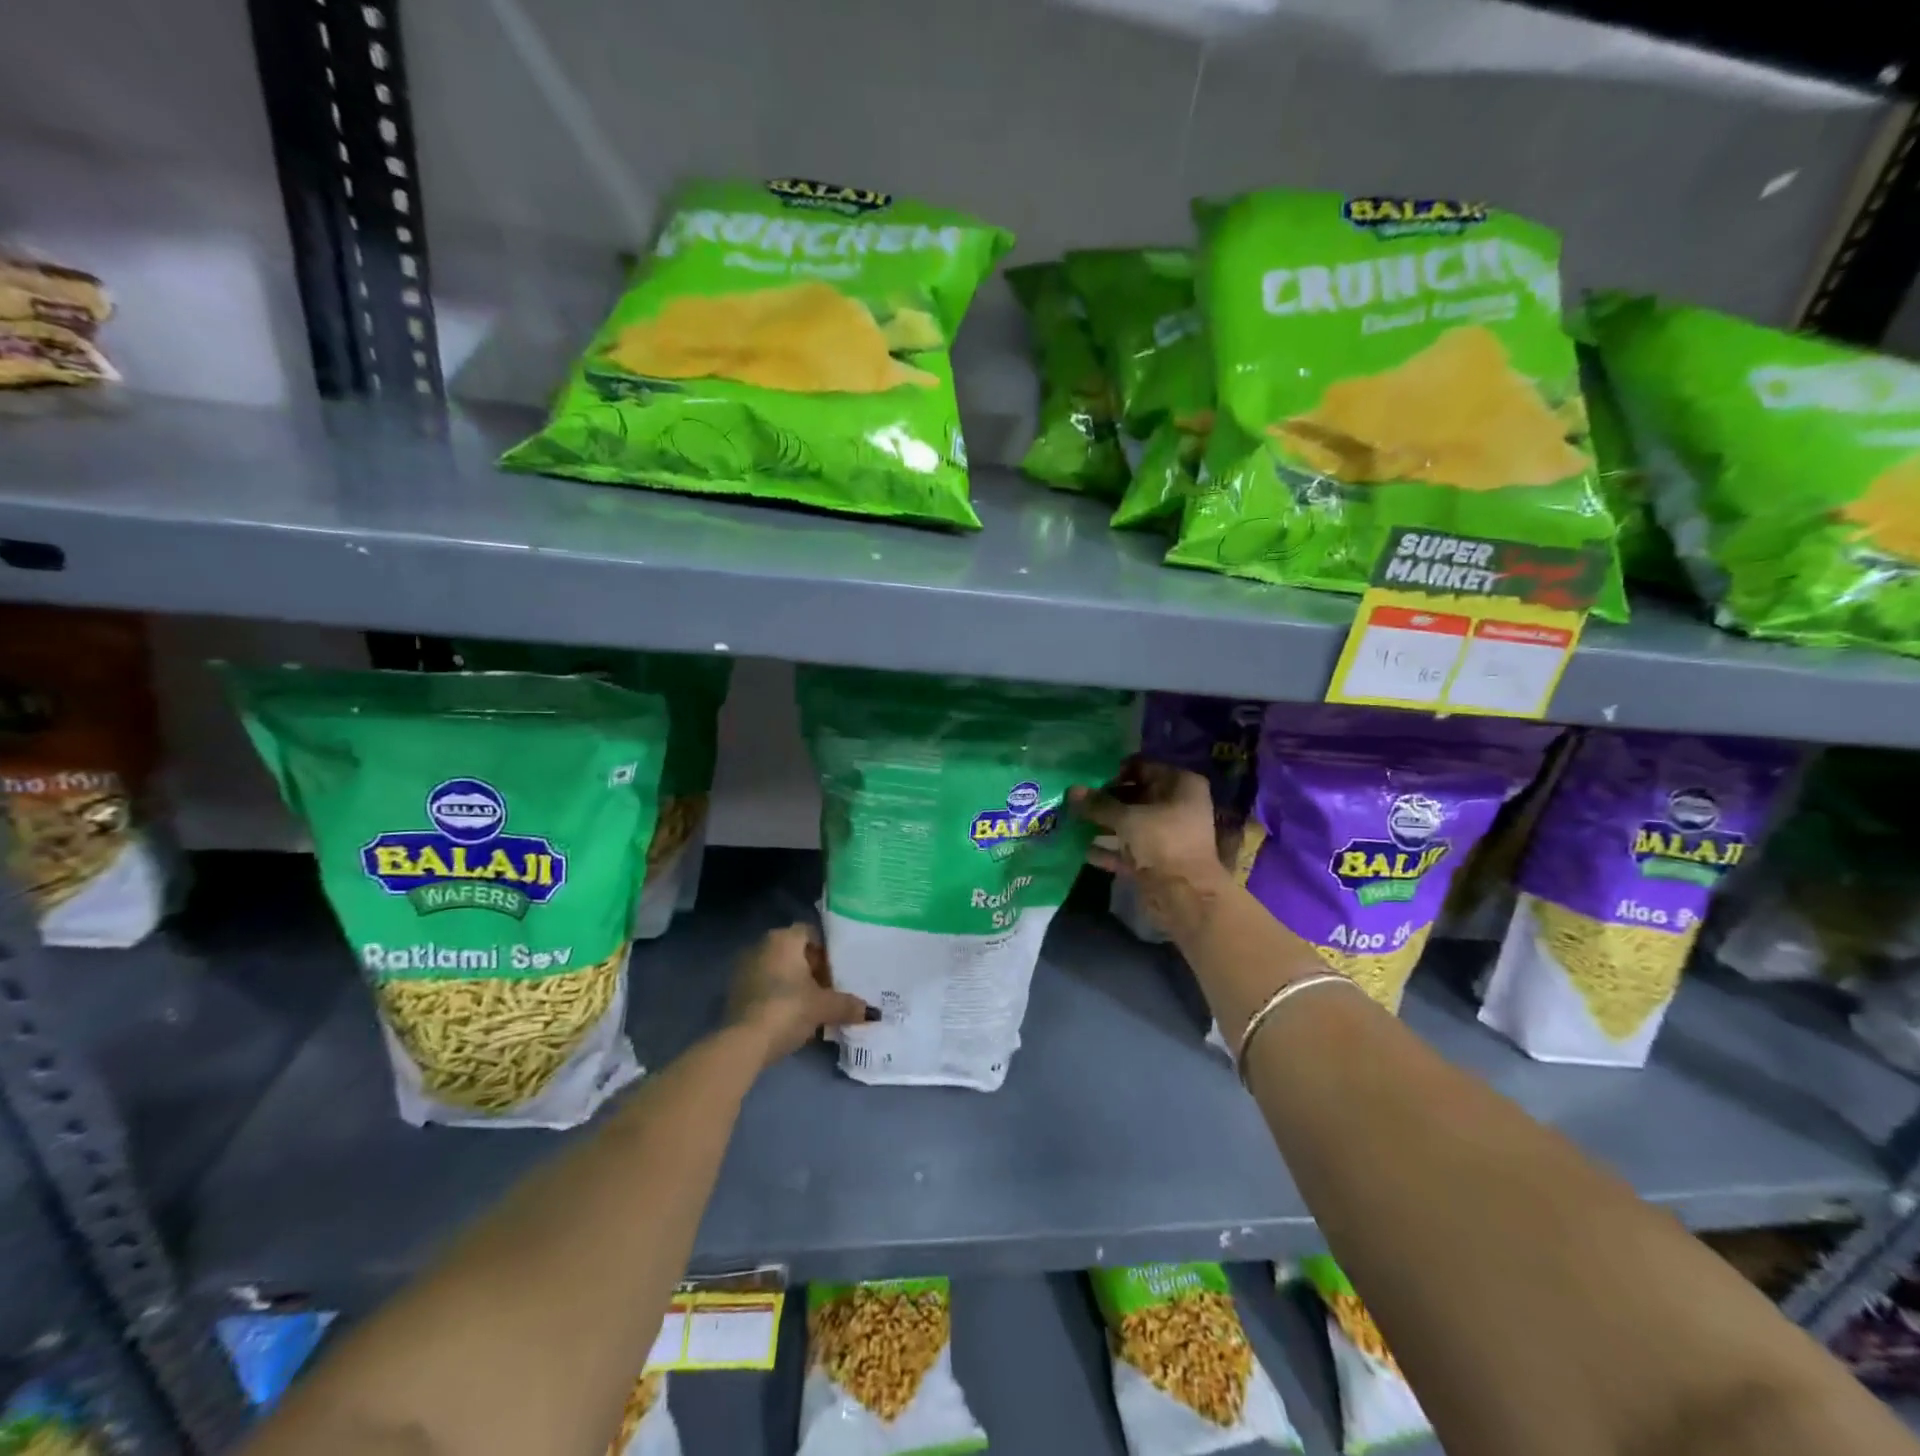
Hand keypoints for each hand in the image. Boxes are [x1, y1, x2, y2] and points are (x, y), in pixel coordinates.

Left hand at [725, 923, 876, 1069]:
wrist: (743, 1042)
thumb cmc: (787, 1009)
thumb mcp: (824, 1007)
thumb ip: (848, 1005)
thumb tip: (872, 1012)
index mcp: (783, 938)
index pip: (811, 933)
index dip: (827, 951)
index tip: (838, 972)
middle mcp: (761, 945)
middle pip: (795, 952)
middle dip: (812, 969)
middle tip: (829, 990)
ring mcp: (744, 968)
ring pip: (779, 970)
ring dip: (795, 984)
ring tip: (813, 1007)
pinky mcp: (734, 992)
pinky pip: (764, 986)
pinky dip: (778, 997)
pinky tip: (790, 1018)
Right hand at [1070, 759, 1234, 932]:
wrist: (1185, 896)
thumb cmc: (1162, 842)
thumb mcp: (1126, 818)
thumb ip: (1098, 804)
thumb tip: (1072, 790)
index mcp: (1180, 785)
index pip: (1142, 767)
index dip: (1114, 771)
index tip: (1087, 777)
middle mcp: (1177, 805)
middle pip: (1134, 795)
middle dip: (1104, 799)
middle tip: (1075, 800)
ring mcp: (1167, 834)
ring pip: (1130, 823)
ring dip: (1103, 823)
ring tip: (1072, 820)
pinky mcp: (1156, 860)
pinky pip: (1128, 848)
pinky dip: (1108, 848)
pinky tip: (1083, 849)